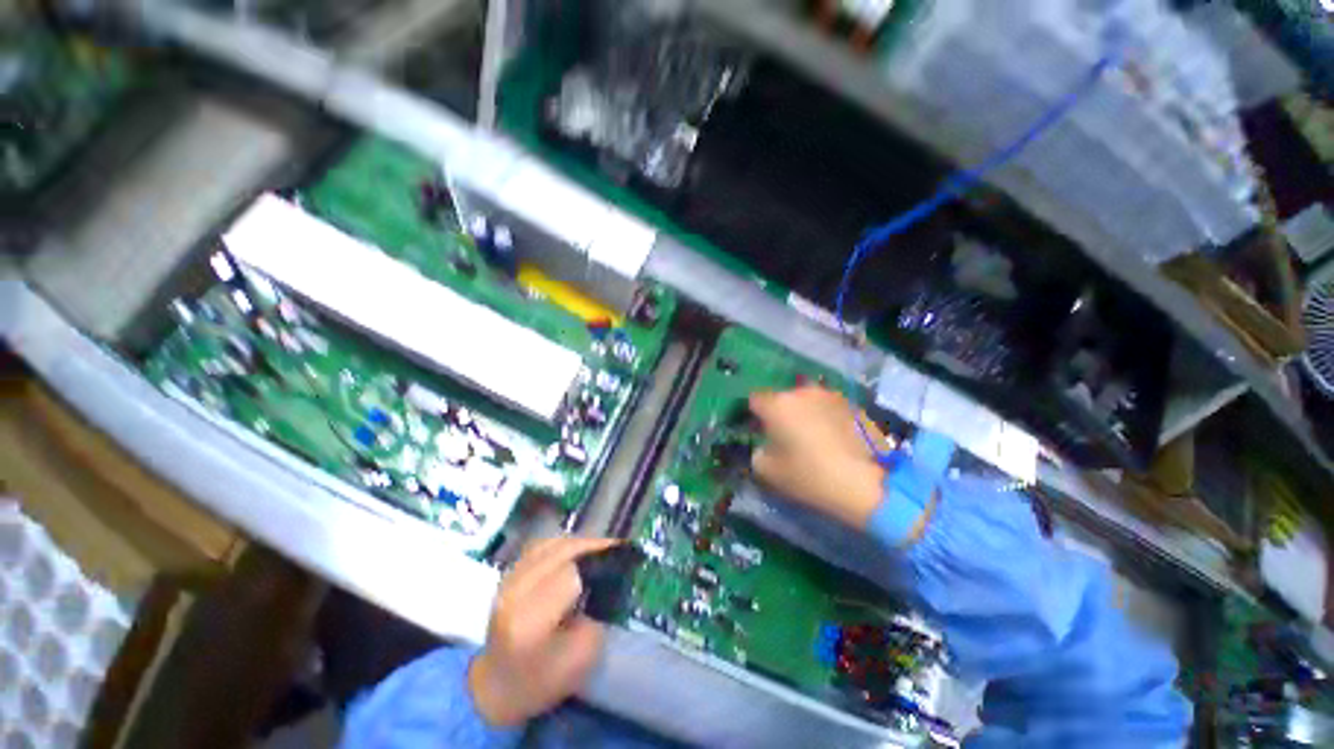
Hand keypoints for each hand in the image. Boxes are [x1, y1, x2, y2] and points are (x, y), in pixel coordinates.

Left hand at [468, 537, 619, 726]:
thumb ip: (597, 615)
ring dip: (579, 543)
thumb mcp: (582, 658)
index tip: (621, 561)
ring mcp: (507, 579)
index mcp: (529, 621)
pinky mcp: (508, 573)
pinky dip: (563, 545)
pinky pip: (542, 546)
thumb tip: (608, 577)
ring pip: (552, 544)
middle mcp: (514, 592)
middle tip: (616, 549)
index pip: (570, 574)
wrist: (495, 685)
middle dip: (592, 547)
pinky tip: (576, 553)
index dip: (597, 564)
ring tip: (599, 550)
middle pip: (561, 552)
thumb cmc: (542, 679)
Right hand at [749, 386, 890, 529]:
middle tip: (786, 436)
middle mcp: (801, 393)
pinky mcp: (851, 404)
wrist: (866, 483)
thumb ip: (757, 453)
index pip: (755, 399)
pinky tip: (833, 438)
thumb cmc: (809, 476)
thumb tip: (763, 446)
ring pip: (806, 401)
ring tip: (812, 437)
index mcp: (777, 405)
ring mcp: (828, 395)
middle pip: (782, 398)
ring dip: (804, 413)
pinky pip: (827, 407)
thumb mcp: (768, 472)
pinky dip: (825, 417)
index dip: (755, 415)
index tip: (760, 431)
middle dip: (780, 413)